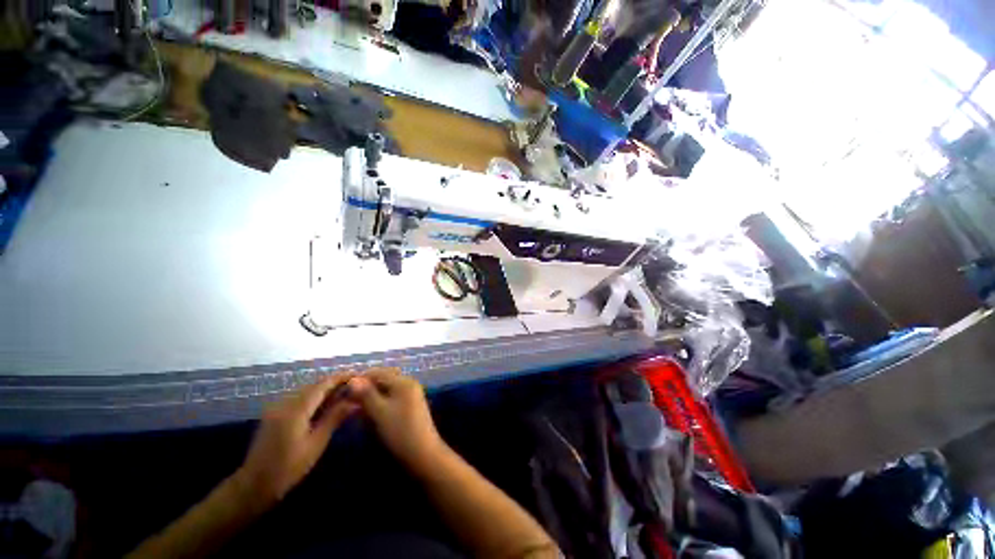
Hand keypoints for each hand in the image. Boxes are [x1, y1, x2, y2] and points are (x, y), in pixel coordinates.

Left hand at [239, 376, 357, 502]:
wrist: (253, 486)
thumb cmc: (288, 468)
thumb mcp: (316, 443)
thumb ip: (335, 418)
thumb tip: (355, 401)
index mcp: (296, 409)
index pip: (323, 384)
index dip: (341, 377)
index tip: (359, 375)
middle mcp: (285, 402)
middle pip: (315, 385)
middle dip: (335, 383)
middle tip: (355, 387)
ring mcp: (277, 407)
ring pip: (307, 391)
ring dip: (325, 390)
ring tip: (344, 395)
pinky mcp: (274, 414)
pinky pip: (298, 398)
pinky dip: (314, 398)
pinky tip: (325, 406)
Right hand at [348, 369, 446, 473]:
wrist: (423, 453)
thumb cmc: (400, 431)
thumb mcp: (380, 412)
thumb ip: (366, 394)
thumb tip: (352, 379)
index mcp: (403, 381)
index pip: (378, 372)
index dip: (360, 379)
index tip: (342, 389)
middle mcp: (409, 384)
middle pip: (384, 379)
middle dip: (366, 387)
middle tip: (348, 399)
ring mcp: (411, 394)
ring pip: (387, 389)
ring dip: (372, 395)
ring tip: (356, 407)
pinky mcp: (410, 406)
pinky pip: (392, 397)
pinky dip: (380, 402)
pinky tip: (370, 413)